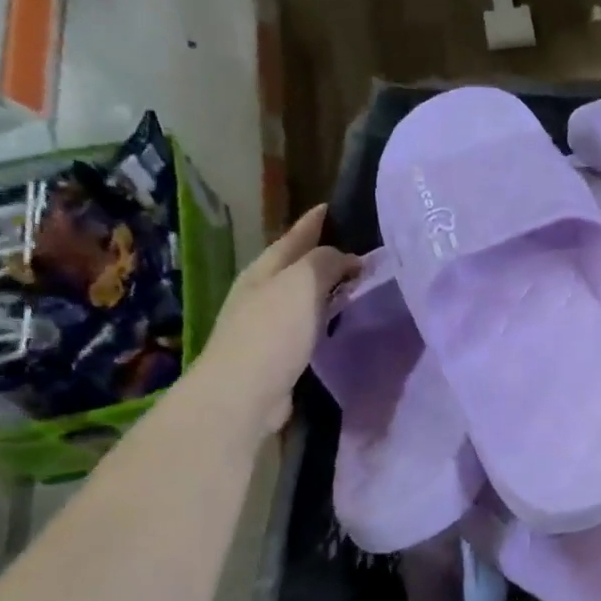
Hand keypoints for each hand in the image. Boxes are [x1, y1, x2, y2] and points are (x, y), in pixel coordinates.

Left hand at [189, 204, 360, 437]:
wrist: (244, 393)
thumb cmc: (272, 331)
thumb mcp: (302, 284)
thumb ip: (326, 262)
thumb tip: (348, 258)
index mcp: (263, 270)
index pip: (293, 238)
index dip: (313, 223)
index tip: (332, 208)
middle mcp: (261, 293)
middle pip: (295, 266)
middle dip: (321, 256)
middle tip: (356, 249)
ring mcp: (266, 325)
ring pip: (302, 297)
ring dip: (325, 288)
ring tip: (355, 284)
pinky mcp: (277, 355)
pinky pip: (306, 325)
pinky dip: (324, 317)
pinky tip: (339, 322)